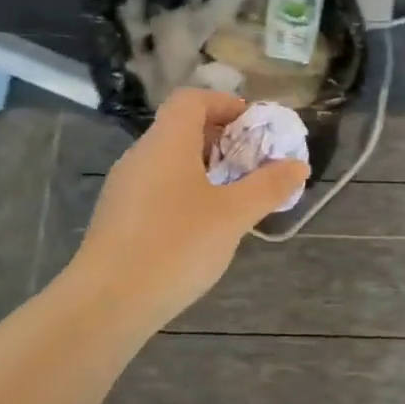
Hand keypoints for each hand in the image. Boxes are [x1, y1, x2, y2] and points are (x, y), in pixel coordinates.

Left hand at [70, 89, 308, 332]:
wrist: (105, 304)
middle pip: (181, 128)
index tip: (254, 127)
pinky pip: (157, 188)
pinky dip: (184, 193)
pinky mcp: (117, 218)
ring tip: (233, 198)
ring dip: (204, 169)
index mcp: (166, 142)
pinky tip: (201, 228)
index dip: (225, 104)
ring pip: (169, 161)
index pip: (192, 99)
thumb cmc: (175, 245)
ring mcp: (124, 188)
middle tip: (252, 165)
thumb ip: (268, 186)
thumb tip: (298, 165)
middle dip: (221, 140)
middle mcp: (140, 156)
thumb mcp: (233, 215)